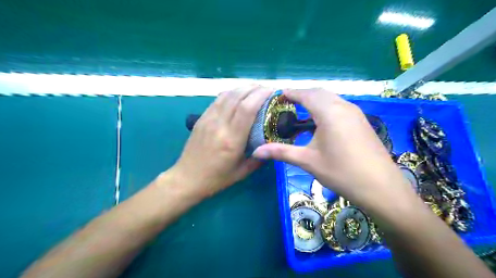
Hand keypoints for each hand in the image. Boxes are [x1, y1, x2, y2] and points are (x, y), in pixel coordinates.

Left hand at [169, 87, 272, 196]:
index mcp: (232, 140)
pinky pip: (217, 100)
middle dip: (254, 88)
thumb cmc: (216, 178)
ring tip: (255, 88)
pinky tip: (238, 94)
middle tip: (267, 89)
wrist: (187, 178)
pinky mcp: (201, 118)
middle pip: (237, 96)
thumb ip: (259, 158)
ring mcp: (208, 120)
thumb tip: (272, 146)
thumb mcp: (242, 172)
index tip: (272, 92)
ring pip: (226, 95)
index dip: (261, 96)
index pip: (247, 109)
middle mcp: (219, 125)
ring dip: (242, 88)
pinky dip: (230, 93)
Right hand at [254, 88, 418, 212]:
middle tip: (287, 103)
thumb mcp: (308, 161)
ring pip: (331, 98)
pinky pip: (339, 106)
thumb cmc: (341, 172)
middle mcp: (343, 107)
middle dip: (302, 94)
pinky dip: (326, 106)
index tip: (278, 96)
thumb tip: (256, 151)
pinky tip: (321, 121)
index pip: (306, 94)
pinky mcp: (361, 121)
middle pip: (319, 92)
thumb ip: (281, 152)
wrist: (381, 188)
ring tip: (301, 110)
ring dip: (315, 99)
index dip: (291, 93)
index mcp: (329, 112)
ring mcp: (355, 113)